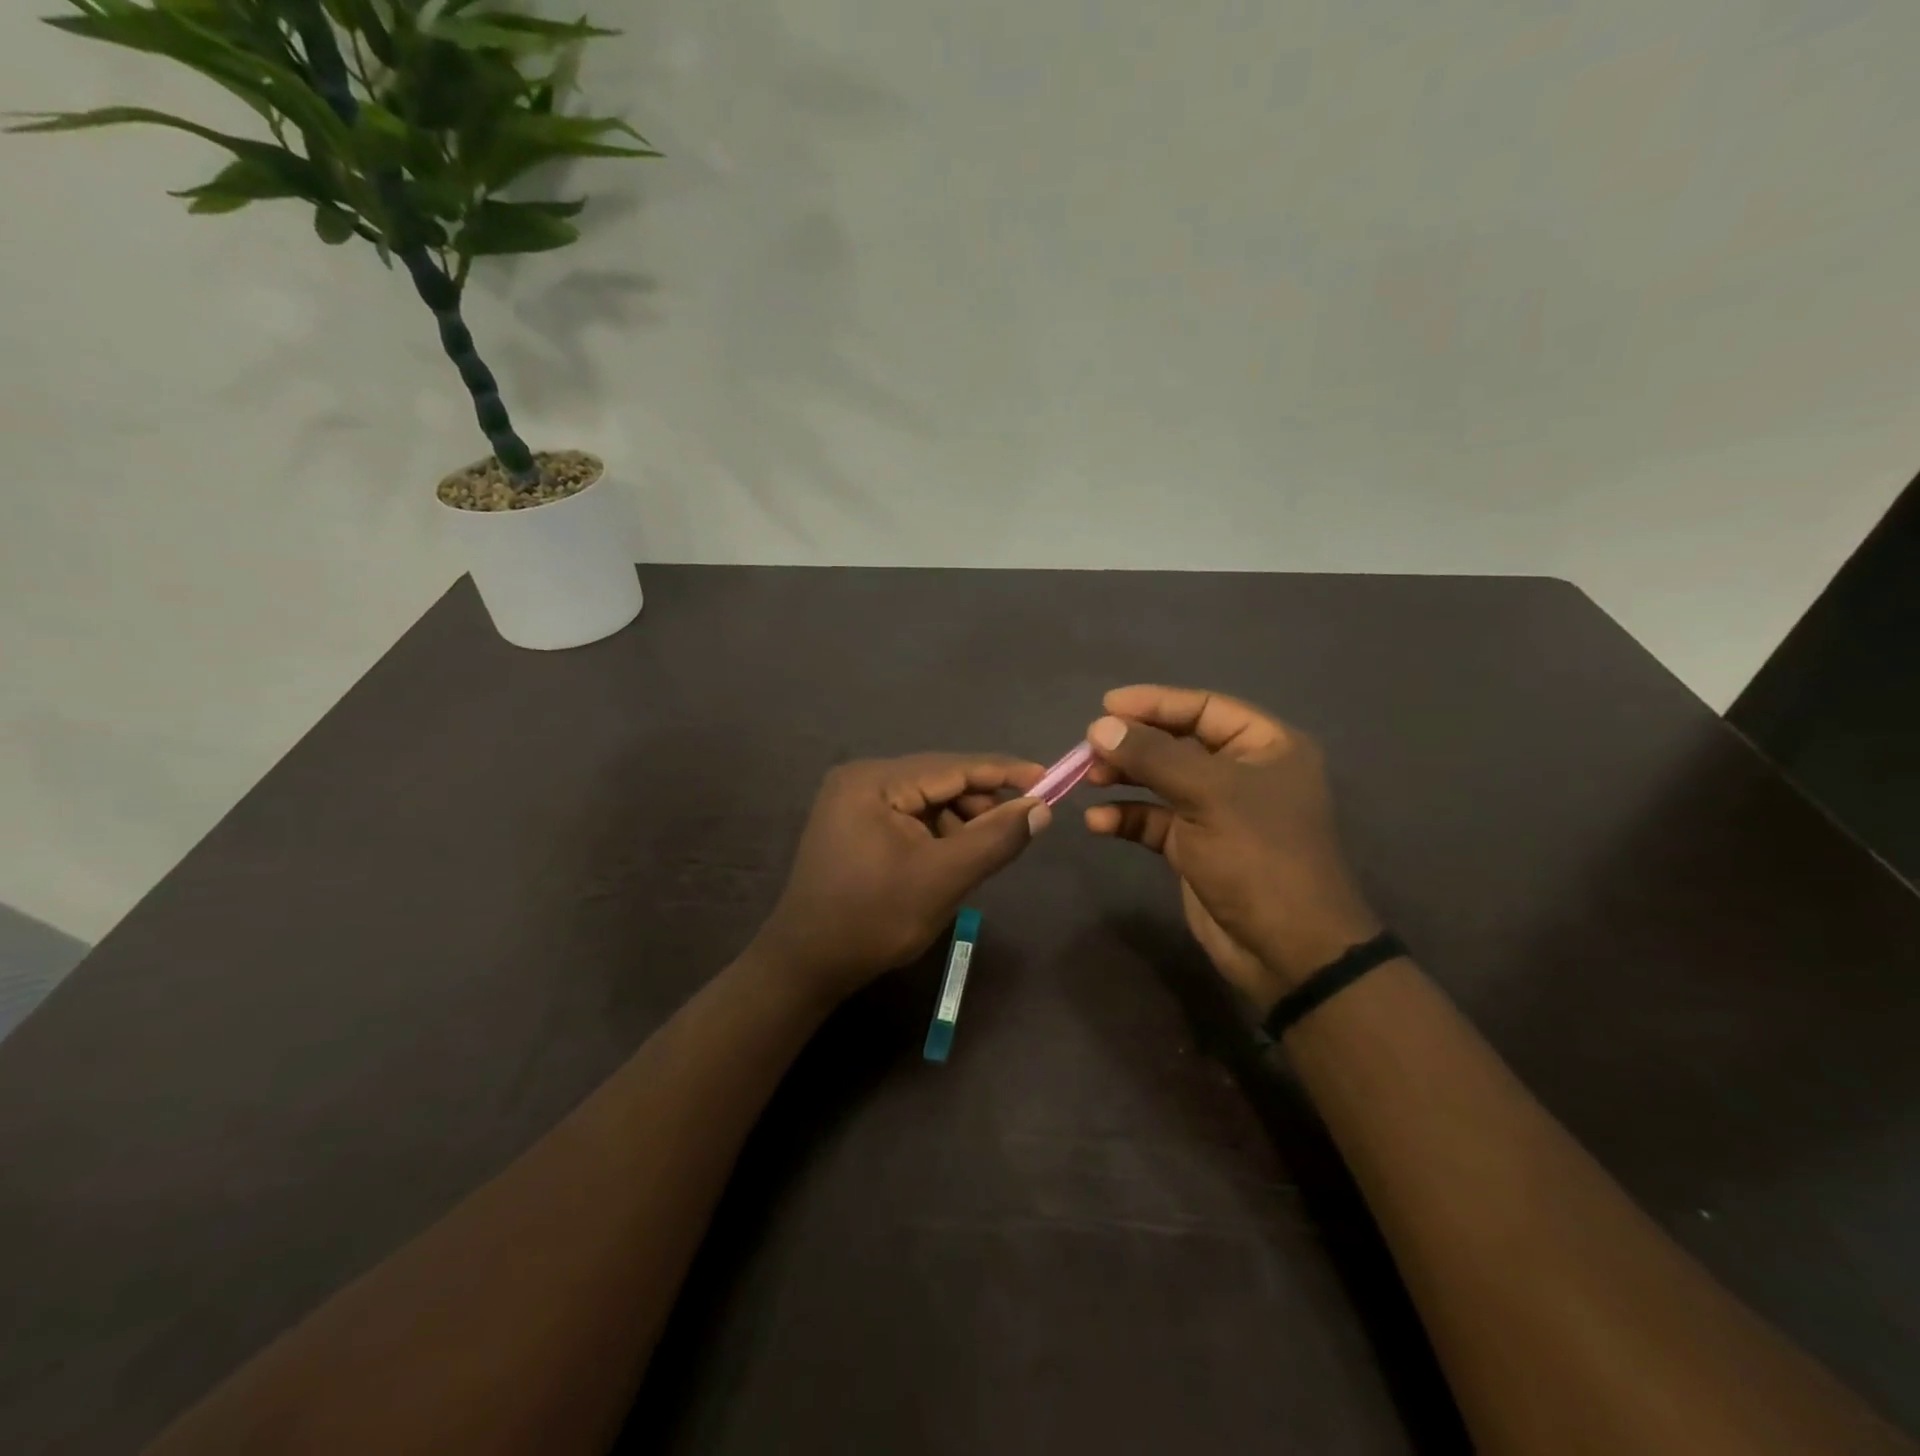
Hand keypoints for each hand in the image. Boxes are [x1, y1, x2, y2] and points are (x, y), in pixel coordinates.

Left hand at [754, 754, 1047, 1000]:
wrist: (806, 964)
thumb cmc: (873, 919)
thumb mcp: (943, 879)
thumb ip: (995, 839)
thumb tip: (1041, 809)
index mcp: (874, 781)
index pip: (952, 766)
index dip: (1003, 772)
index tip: (1049, 778)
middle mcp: (861, 778)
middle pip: (938, 779)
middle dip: (981, 801)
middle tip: (1020, 825)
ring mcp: (853, 800)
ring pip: (926, 799)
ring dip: (961, 819)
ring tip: (984, 849)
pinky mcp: (853, 822)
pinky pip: (909, 815)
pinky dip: (937, 831)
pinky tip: (952, 855)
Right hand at [1083, 685, 1381, 1011]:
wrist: (1287, 951)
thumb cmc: (1259, 856)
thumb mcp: (1207, 795)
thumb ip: (1152, 756)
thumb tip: (1100, 726)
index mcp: (1266, 746)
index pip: (1204, 707)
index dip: (1155, 702)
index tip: (1105, 706)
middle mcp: (1242, 772)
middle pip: (1177, 743)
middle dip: (1133, 745)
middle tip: (1089, 748)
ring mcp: (1218, 812)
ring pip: (1161, 782)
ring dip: (1124, 779)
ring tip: (1087, 780)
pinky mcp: (1196, 847)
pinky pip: (1155, 821)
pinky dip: (1127, 818)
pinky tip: (1098, 823)